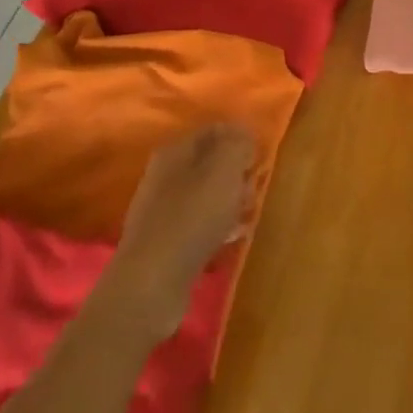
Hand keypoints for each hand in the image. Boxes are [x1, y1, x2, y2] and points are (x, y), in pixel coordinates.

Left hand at [105, 123, 257, 342]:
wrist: (152, 282)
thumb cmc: (192, 218)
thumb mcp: (224, 170)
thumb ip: (237, 144)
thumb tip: (243, 134)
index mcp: (175, 150)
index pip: (214, 130)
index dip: (240, 139)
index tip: (260, 158)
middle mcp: (163, 174)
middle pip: (210, 163)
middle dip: (236, 174)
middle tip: (252, 191)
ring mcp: (160, 209)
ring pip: (205, 194)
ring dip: (228, 202)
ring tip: (245, 218)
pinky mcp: (163, 241)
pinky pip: (198, 223)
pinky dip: (215, 226)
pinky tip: (228, 239)